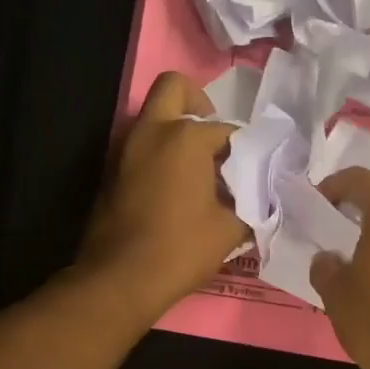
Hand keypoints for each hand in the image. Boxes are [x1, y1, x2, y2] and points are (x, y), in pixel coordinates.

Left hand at [78, 71, 247, 320]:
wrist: (119, 280)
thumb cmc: (180, 249)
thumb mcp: (230, 228)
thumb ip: (249, 201)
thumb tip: (258, 193)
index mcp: (184, 137)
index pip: (227, 129)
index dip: (246, 149)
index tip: (255, 170)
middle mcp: (151, 131)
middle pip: (175, 88)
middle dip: (198, 104)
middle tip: (214, 139)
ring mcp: (125, 148)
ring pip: (153, 117)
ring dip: (176, 130)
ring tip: (200, 169)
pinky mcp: (111, 171)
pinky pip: (141, 145)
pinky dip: (160, 152)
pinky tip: (177, 187)